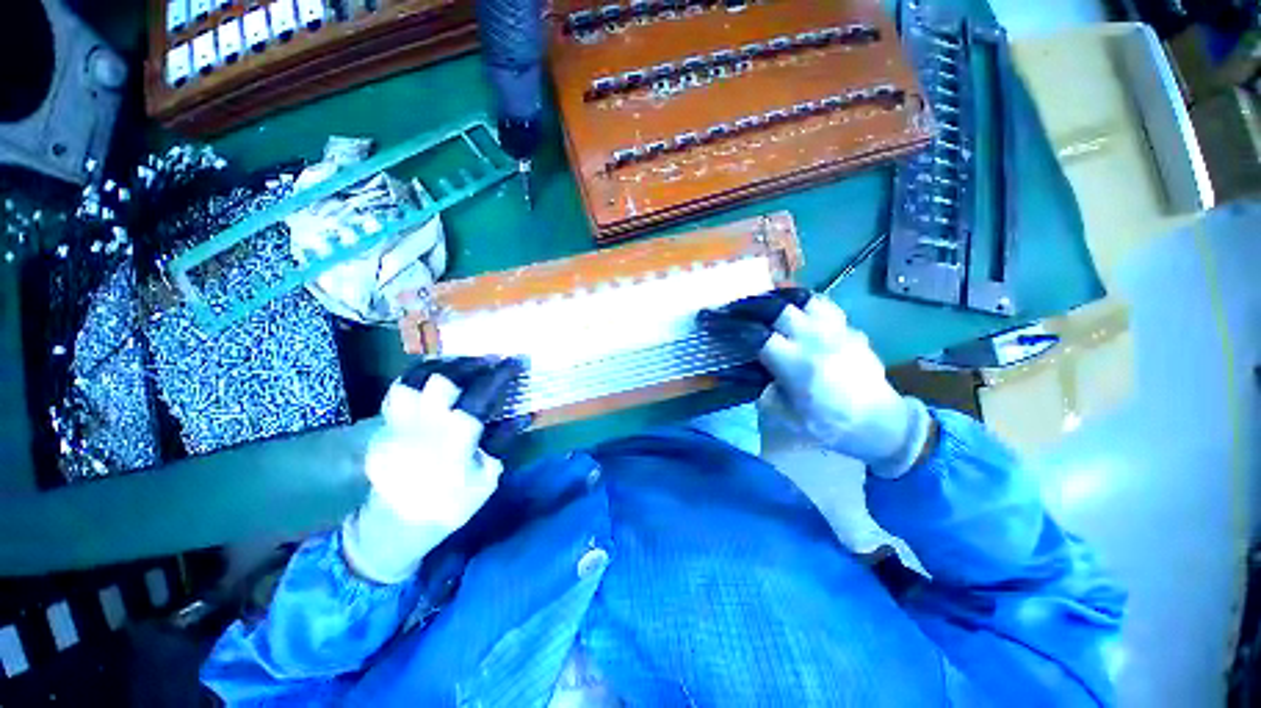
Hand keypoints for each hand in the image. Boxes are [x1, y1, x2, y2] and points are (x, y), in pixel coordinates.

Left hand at [342, 357, 527, 583]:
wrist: (395, 524)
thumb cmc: (449, 504)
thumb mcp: (486, 477)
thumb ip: (502, 441)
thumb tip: (523, 416)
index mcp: (453, 438)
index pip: (480, 393)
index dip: (501, 374)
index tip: (516, 361)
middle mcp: (424, 423)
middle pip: (443, 378)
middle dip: (471, 363)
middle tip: (490, 360)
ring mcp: (398, 422)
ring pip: (414, 378)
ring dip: (442, 365)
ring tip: (461, 363)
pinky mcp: (383, 425)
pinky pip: (400, 389)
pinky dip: (419, 376)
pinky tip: (434, 377)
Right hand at [698, 288, 932, 477]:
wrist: (884, 426)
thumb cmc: (832, 427)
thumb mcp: (787, 416)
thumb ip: (762, 387)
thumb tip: (741, 368)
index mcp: (798, 366)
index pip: (755, 335)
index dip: (728, 325)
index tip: (709, 319)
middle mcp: (817, 341)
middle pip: (776, 307)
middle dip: (746, 305)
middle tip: (729, 308)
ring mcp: (837, 330)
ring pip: (802, 297)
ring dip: (775, 296)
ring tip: (759, 302)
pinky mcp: (850, 328)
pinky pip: (823, 304)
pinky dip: (801, 300)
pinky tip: (792, 306)